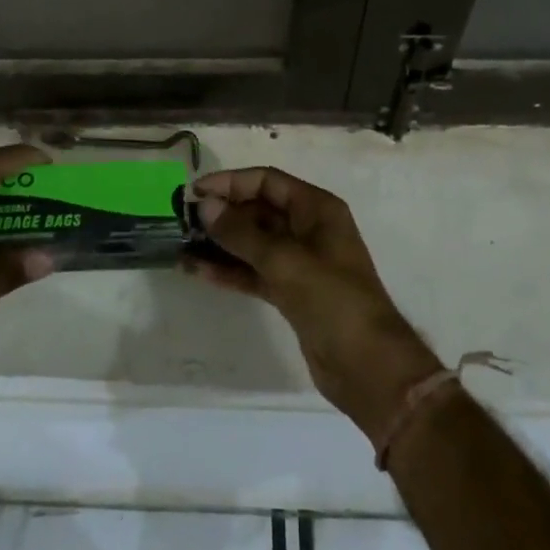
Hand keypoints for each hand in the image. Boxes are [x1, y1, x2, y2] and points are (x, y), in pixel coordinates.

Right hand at [186, 167, 442, 442]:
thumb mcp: (285, 261)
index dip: (230, 183)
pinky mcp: (290, 292)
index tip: (194, 193)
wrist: (368, 367)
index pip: (267, 182)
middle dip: (222, 214)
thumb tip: (205, 206)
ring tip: (181, 246)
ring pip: (252, 243)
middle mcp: (308, 229)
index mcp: (316, 209)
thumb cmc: (332, 300)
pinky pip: (254, 271)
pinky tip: (197, 272)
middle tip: (181, 221)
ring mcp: (299, 262)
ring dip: (220, 244)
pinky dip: (229, 270)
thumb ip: (242, 233)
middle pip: (258, 210)